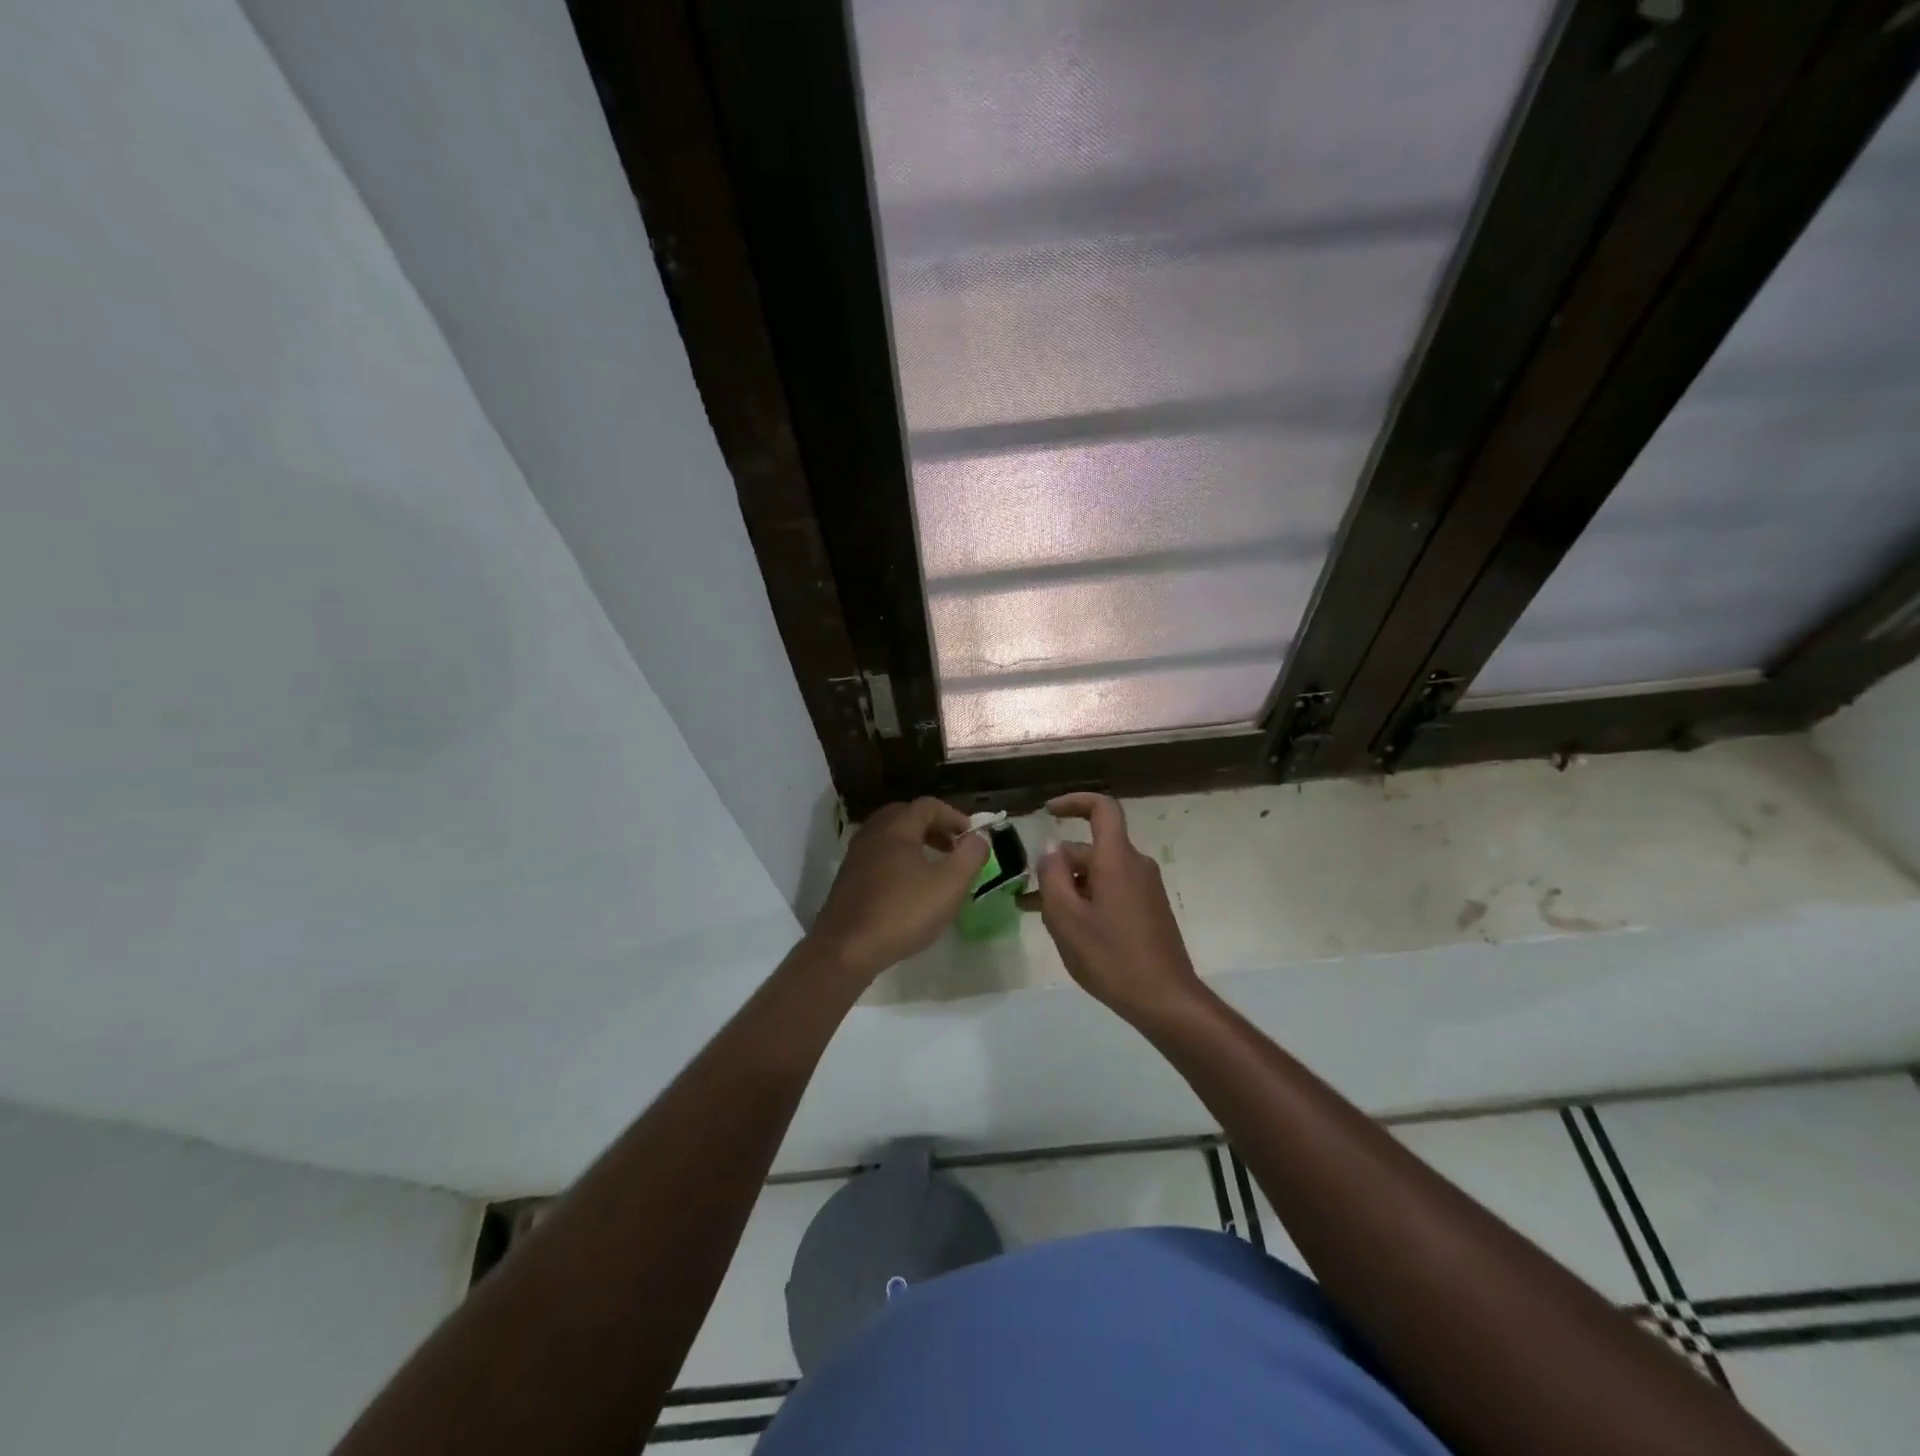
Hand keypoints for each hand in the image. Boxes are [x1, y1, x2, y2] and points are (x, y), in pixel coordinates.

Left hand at [806, 798, 990, 981]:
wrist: (846, 949)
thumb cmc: (902, 912)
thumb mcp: (949, 885)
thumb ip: (970, 856)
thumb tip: (979, 837)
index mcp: (897, 828)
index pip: (928, 806)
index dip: (954, 816)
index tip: (972, 837)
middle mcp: (873, 833)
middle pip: (906, 816)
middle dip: (933, 827)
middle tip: (953, 847)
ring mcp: (856, 855)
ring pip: (890, 836)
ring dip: (915, 844)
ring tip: (934, 866)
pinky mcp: (848, 879)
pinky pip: (878, 856)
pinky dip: (899, 859)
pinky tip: (909, 887)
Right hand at [1033, 792, 1204, 1022]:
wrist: (1165, 1000)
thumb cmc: (1111, 956)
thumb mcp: (1067, 918)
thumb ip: (1052, 876)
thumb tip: (1050, 849)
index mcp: (1117, 859)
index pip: (1101, 809)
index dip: (1074, 802)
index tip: (1047, 812)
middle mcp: (1135, 865)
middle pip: (1091, 848)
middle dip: (1057, 864)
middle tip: (1027, 893)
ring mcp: (1144, 888)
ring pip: (1098, 873)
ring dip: (1068, 886)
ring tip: (1037, 913)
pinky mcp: (1148, 909)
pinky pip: (1111, 890)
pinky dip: (1086, 898)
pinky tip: (1066, 927)